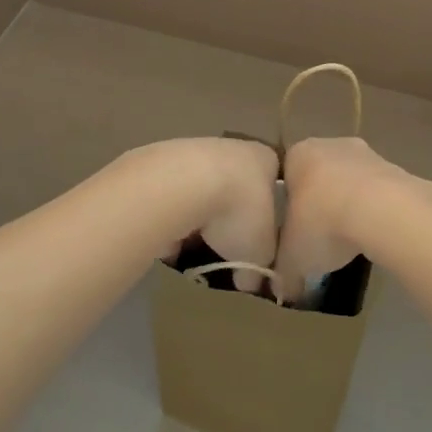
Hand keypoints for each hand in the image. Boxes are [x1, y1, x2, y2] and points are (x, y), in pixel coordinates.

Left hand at [138, 137, 279, 270]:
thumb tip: (250, 283)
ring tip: (192, 250)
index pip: (271, 185)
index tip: (258, 241)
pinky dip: (170, 219)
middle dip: (228, 219)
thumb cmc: (237, 211)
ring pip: (200, 192)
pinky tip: (167, 241)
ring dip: (197, 220)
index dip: (266, 214)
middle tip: (224, 250)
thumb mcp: (260, 253)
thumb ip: (259, 269)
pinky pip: (171, 199)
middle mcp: (232, 148)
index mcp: (264, 160)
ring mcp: (194, 152)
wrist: (181, 184)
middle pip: (233, 188)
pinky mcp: (160, 163)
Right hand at [275, 137, 422, 302]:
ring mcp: (367, 153)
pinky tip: (374, 235)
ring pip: (351, 182)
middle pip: (319, 176)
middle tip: (321, 236)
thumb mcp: (292, 256)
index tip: (293, 231)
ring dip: (350, 206)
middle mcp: (330, 144)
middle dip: (320, 203)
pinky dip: (375, 210)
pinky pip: (377, 192)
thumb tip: (282, 289)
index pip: (286, 176)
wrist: (382, 211)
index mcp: (298, 154)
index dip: (288, 205)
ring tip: (350, 240)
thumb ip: (283, 270)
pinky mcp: (395, 168)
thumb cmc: (323, 222)